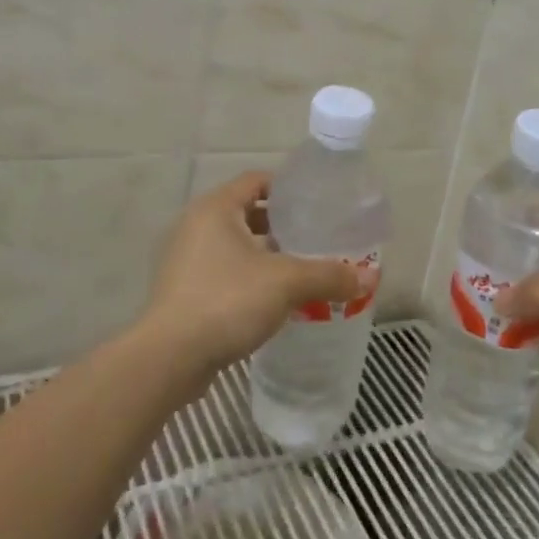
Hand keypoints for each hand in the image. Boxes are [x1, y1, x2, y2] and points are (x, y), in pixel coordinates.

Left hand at [139, 171, 376, 380]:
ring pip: (235, 246)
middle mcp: (196, 225)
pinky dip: (248, 278)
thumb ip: (328, 275)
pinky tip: (274, 300)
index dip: (288, 189)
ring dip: (265, 255)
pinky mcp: (183, 291)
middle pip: (247, 213)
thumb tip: (368, 277)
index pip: (257, 180)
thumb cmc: (226, 301)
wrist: (170, 358)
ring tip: (301, 271)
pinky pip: (224, 272)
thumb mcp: (286, 283)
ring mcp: (185, 259)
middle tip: (315, 240)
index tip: (317, 205)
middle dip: (281, 226)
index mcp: (216, 208)